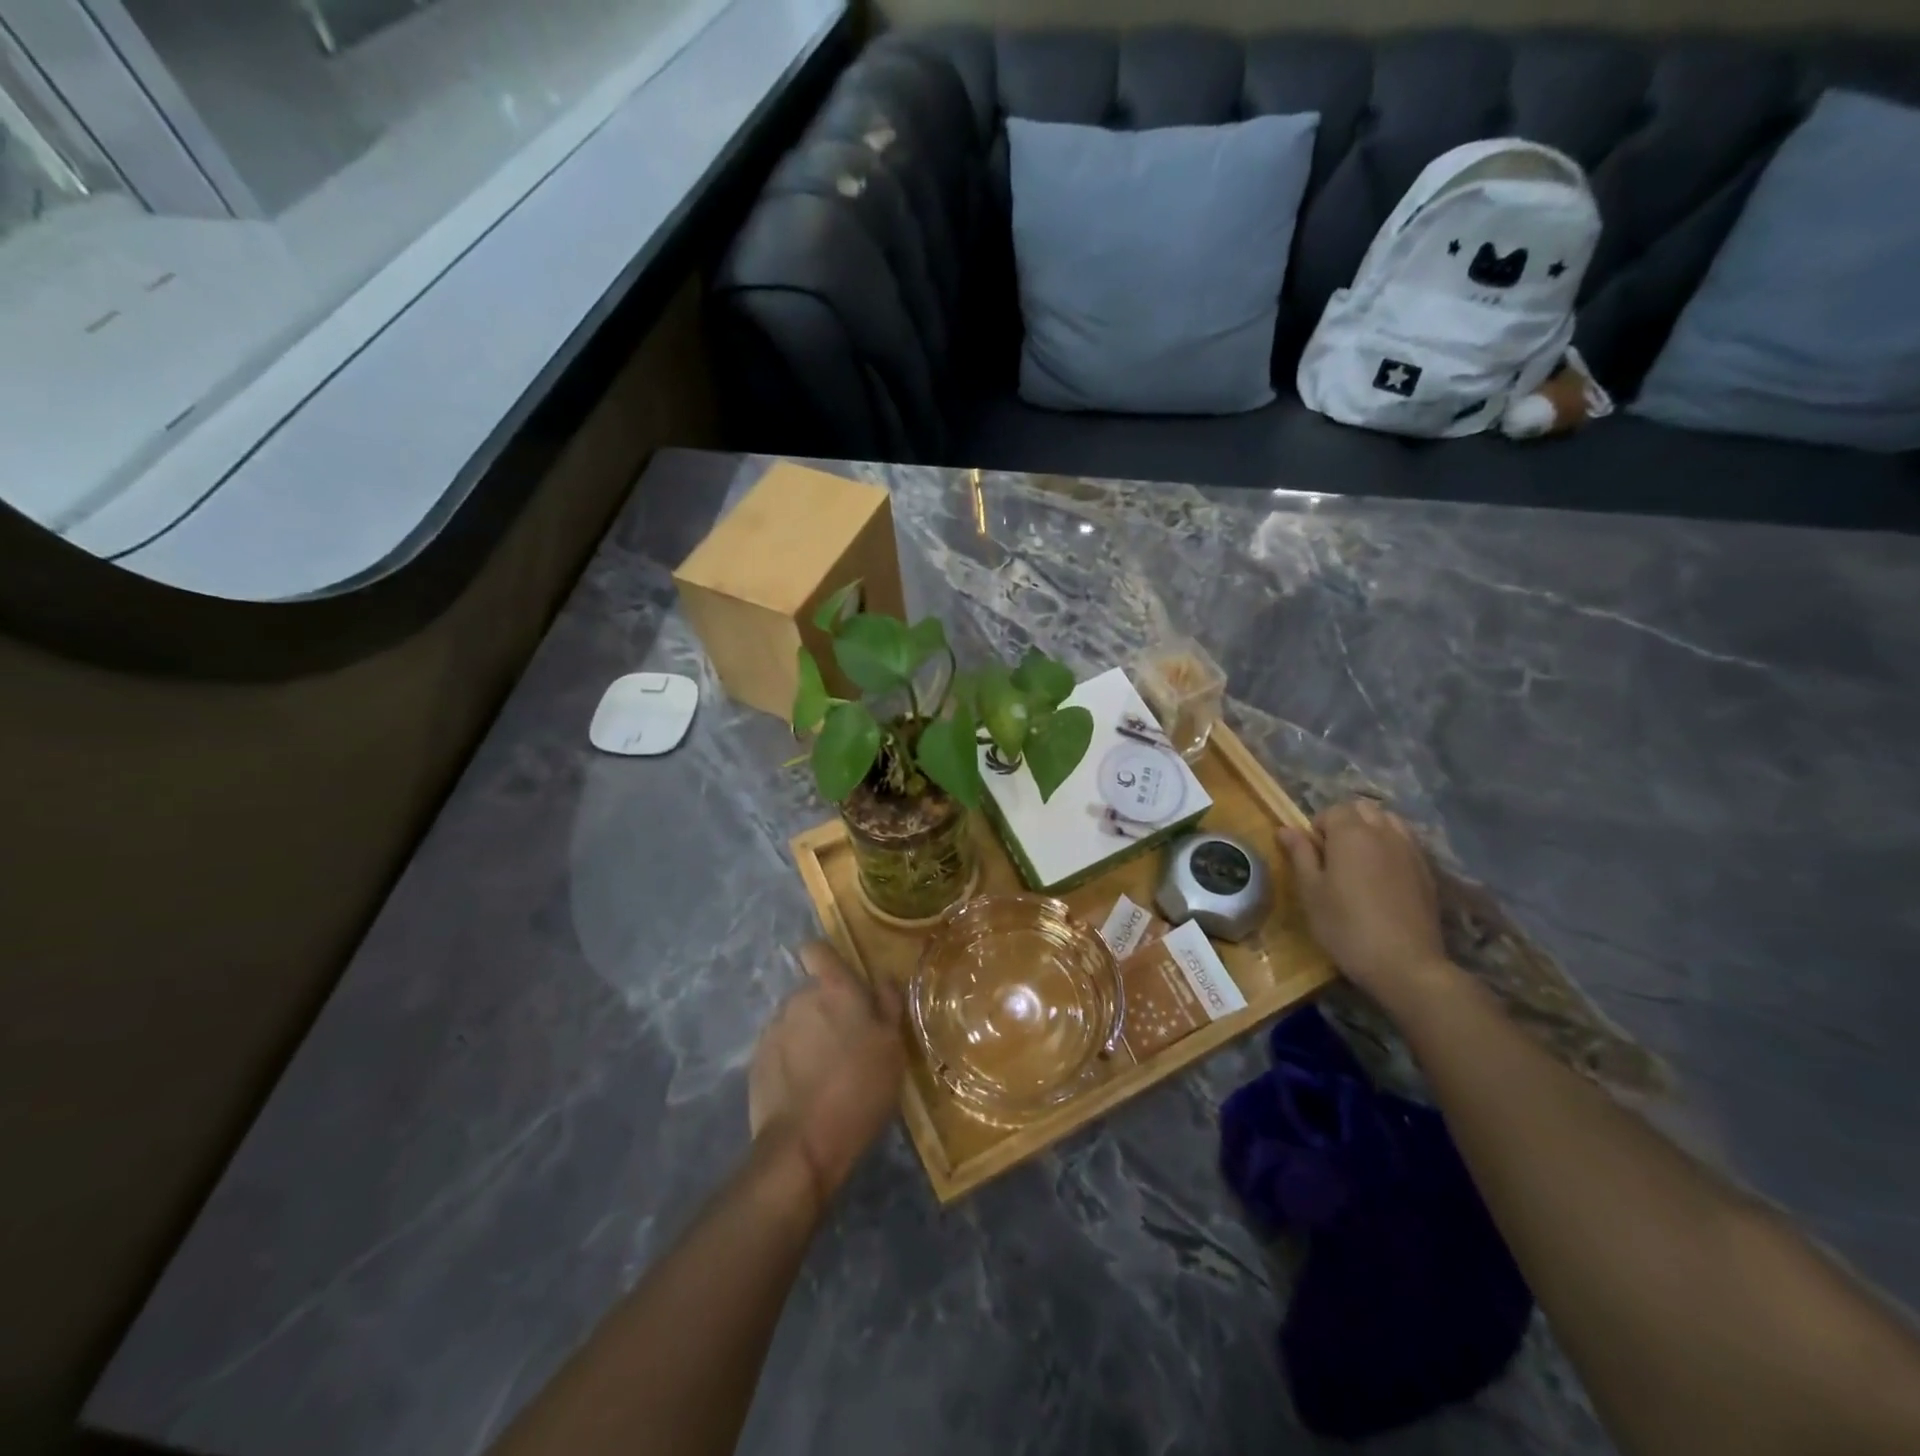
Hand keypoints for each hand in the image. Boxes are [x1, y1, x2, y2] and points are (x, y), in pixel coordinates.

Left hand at [748, 942, 905, 1210]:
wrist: (803, 1145)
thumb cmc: (859, 1089)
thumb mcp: (892, 1047)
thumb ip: (887, 1004)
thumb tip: (881, 976)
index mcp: (833, 990)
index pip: (817, 950)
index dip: (826, 959)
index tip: (840, 980)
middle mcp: (798, 1000)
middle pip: (810, 991)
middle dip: (825, 1008)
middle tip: (847, 1042)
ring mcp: (773, 1030)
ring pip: (795, 1020)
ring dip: (807, 1034)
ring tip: (825, 1071)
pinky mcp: (756, 1061)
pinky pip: (779, 1048)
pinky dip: (791, 1059)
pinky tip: (804, 1088)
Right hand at [1277, 800, 1452, 1007]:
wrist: (1406, 964)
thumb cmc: (1346, 927)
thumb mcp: (1311, 892)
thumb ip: (1300, 854)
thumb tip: (1286, 828)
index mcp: (1351, 834)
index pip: (1332, 811)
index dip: (1318, 828)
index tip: (1312, 855)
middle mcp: (1384, 833)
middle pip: (1363, 808)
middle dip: (1346, 822)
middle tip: (1334, 855)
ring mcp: (1411, 850)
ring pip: (1389, 820)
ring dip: (1371, 829)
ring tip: (1360, 861)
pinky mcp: (1428, 871)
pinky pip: (1407, 842)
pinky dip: (1392, 845)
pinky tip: (1384, 876)